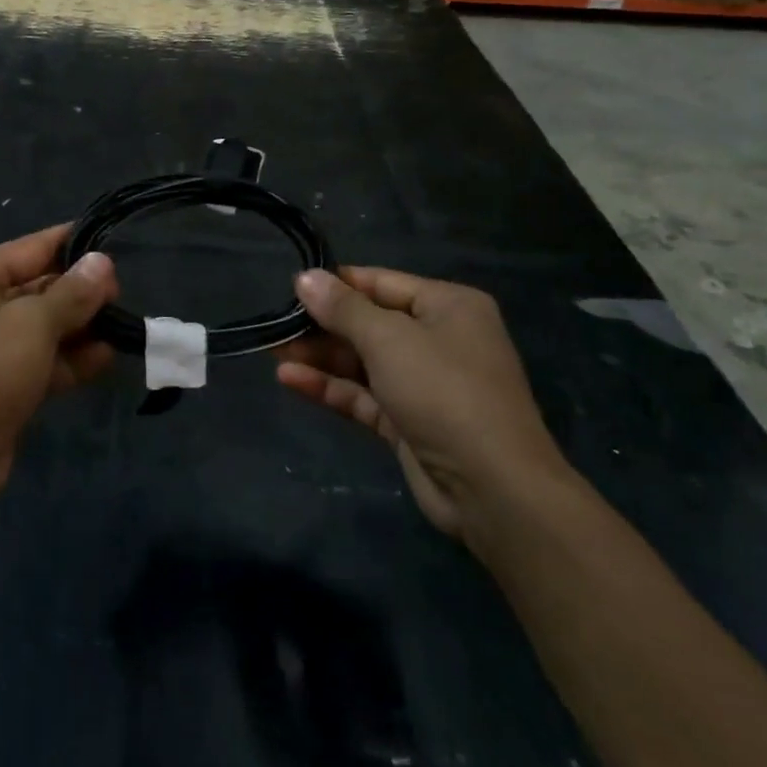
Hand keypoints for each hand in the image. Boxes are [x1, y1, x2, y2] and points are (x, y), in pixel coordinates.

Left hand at [0, 225, 118, 503]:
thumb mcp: (34, 323)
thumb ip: (73, 292)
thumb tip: (102, 261)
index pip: (30, 248)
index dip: (74, 247)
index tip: (115, 249)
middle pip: (36, 287)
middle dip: (79, 295)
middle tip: (122, 298)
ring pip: (39, 327)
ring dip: (78, 329)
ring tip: (122, 328)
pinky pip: (35, 359)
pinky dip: (66, 359)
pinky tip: (105, 359)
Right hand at [275, 268, 569, 554]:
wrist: (493, 488)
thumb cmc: (444, 391)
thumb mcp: (389, 340)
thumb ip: (343, 309)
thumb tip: (304, 277)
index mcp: (448, 306)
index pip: (381, 283)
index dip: (337, 284)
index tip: (291, 287)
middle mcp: (439, 339)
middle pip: (369, 323)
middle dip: (323, 325)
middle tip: (275, 323)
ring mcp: (425, 383)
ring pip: (363, 361)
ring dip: (321, 357)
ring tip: (273, 349)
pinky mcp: (409, 422)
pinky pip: (364, 395)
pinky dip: (331, 387)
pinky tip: (290, 380)